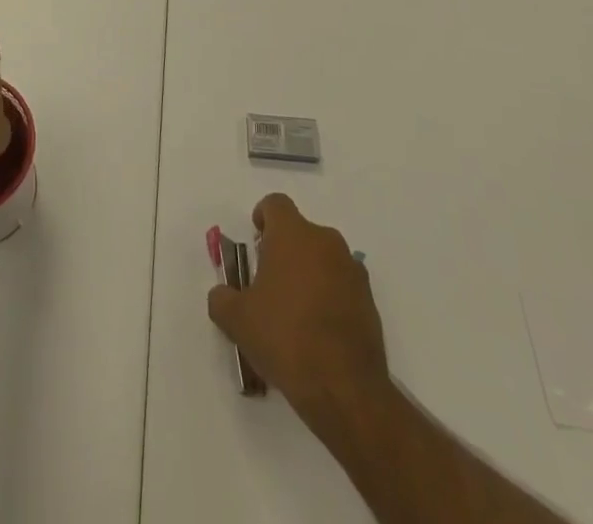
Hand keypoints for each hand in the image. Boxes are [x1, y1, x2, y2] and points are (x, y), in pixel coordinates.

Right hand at [207, 194, 391, 432]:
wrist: (345, 388)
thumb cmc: (285, 337)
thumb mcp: (237, 320)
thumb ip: (222, 299)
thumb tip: (222, 294)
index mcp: (292, 234)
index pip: (275, 204)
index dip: (262, 217)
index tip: (255, 240)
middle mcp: (325, 241)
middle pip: (301, 232)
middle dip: (284, 250)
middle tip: (269, 283)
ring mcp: (352, 270)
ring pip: (323, 258)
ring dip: (308, 273)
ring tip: (294, 312)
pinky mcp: (370, 301)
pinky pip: (342, 285)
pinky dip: (329, 297)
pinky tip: (318, 332)